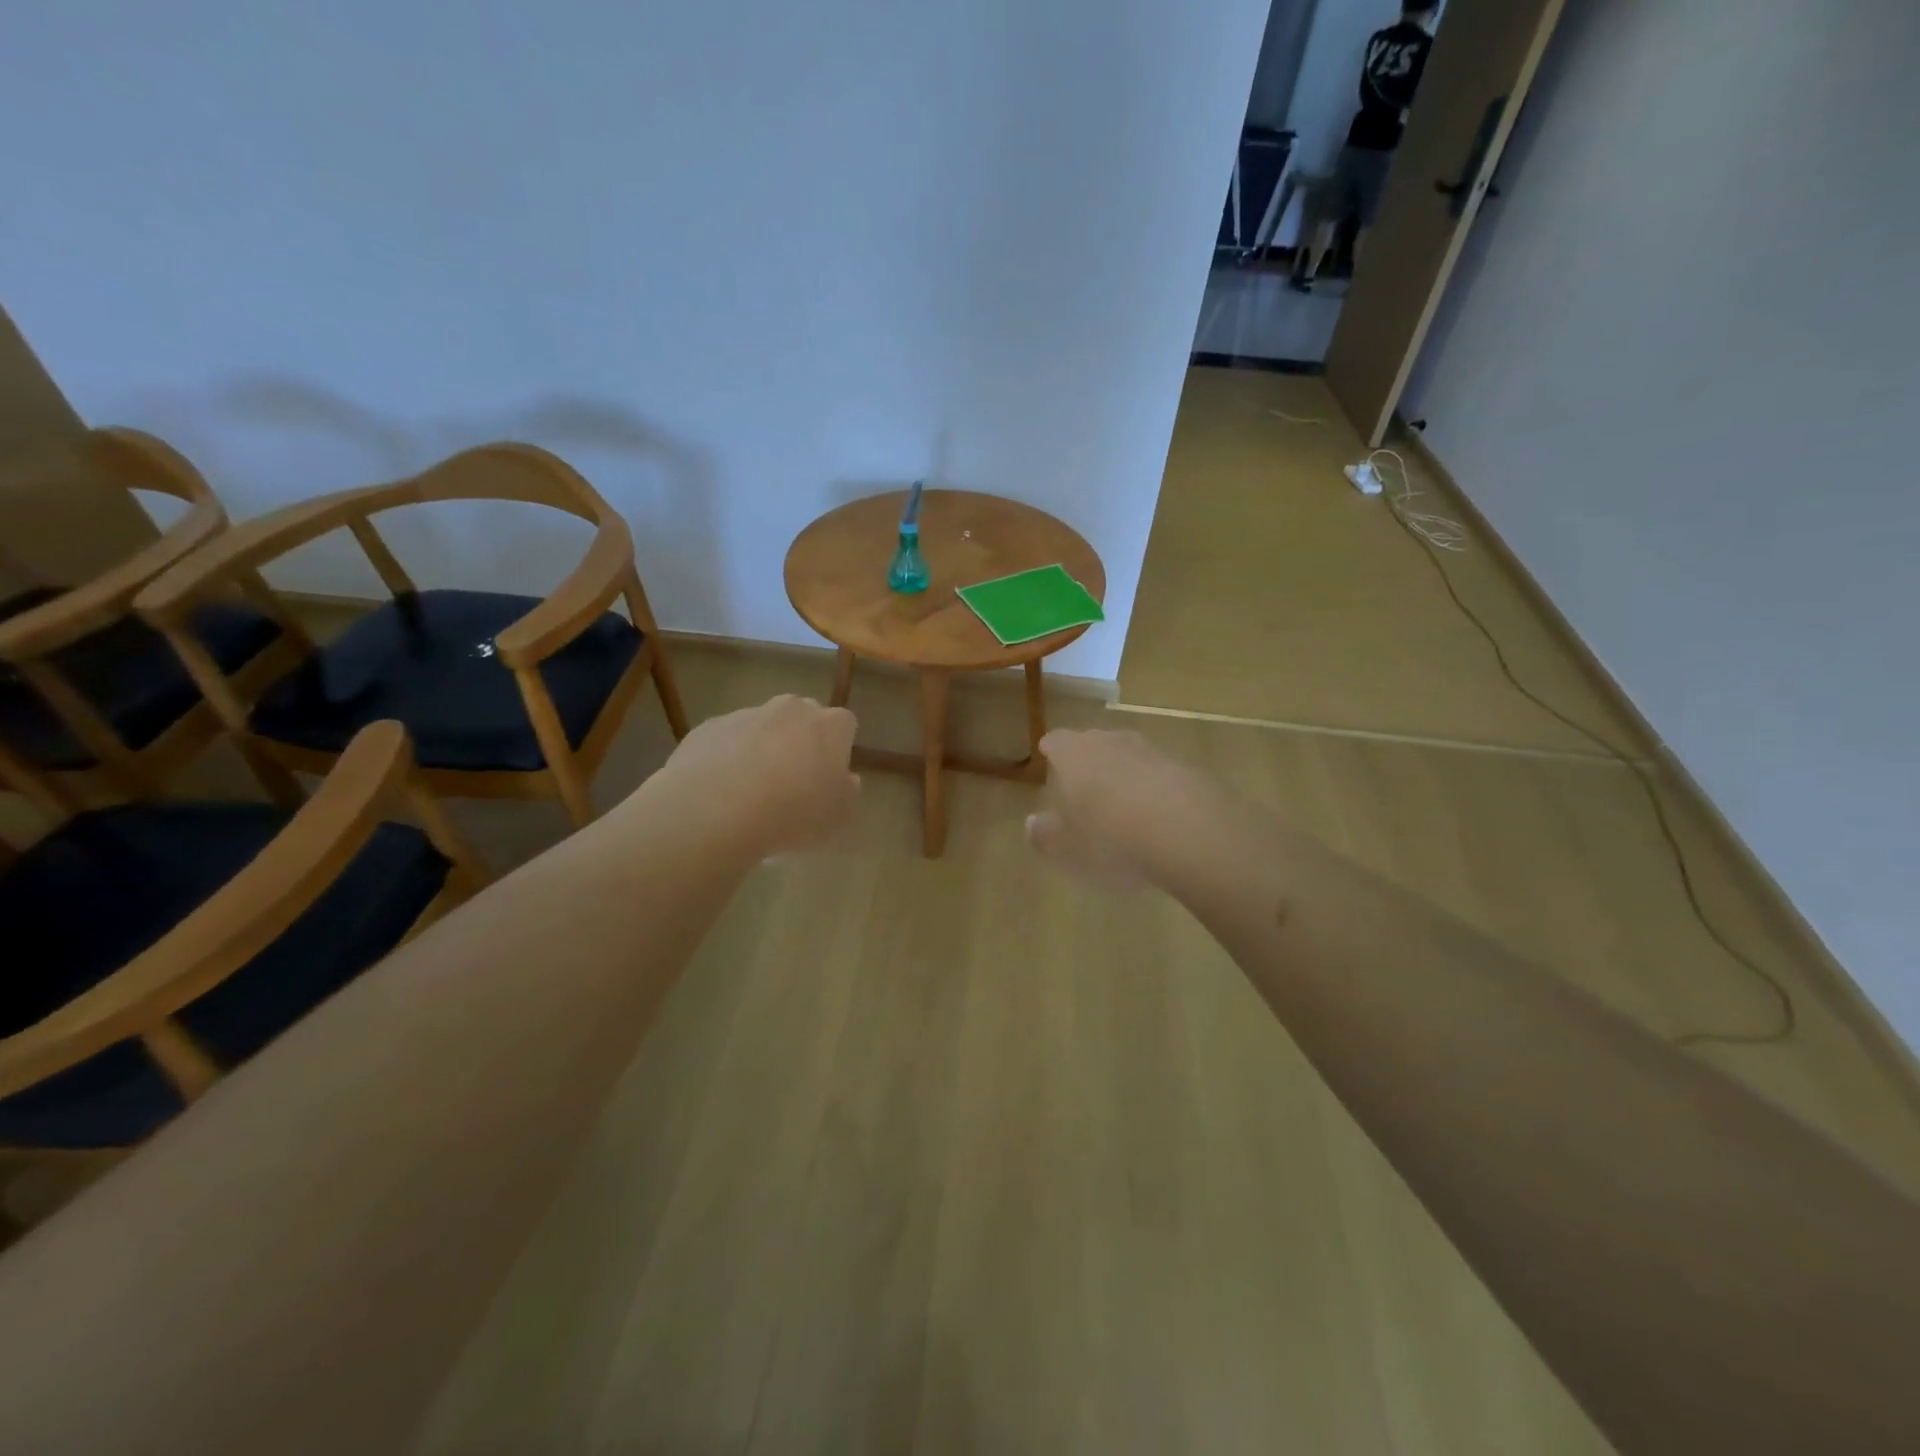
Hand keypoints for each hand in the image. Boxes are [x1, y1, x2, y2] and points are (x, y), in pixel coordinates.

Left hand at [655, 695, 859, 857]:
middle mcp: (791, 709)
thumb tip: (846, 779)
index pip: (844, 725)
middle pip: (803, 718)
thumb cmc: (793, 813)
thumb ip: (848, 793)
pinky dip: (728, 757)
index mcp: (830, 726)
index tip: (830, 777)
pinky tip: (721, 791)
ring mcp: (747, 714)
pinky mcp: (709, 727)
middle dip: (800, 742)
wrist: (716, 809)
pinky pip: (726, 740)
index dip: (838, 749)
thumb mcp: (839, 817)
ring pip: (762, 727)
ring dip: (762, 749)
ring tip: (751, 792)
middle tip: (793, 782)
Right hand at [1027, 729, 1219, 886]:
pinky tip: (1159, 819)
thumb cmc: (1113, 841)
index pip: (1055, 741)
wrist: (1191, 834)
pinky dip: (1155, 789)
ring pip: (1129, 756)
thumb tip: (1032, 823)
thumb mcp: (1068, 851)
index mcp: (1073, 755)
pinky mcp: (1186, 768)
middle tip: (1084, 789)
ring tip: (1123, 806)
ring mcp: (1152, 751)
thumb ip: (1045, 836)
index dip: (1052, 753)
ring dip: (1124, 775)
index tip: (1050, 763)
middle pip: (1093, 743)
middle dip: (1087, 762)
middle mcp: (1110, 742)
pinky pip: (1160, 774)